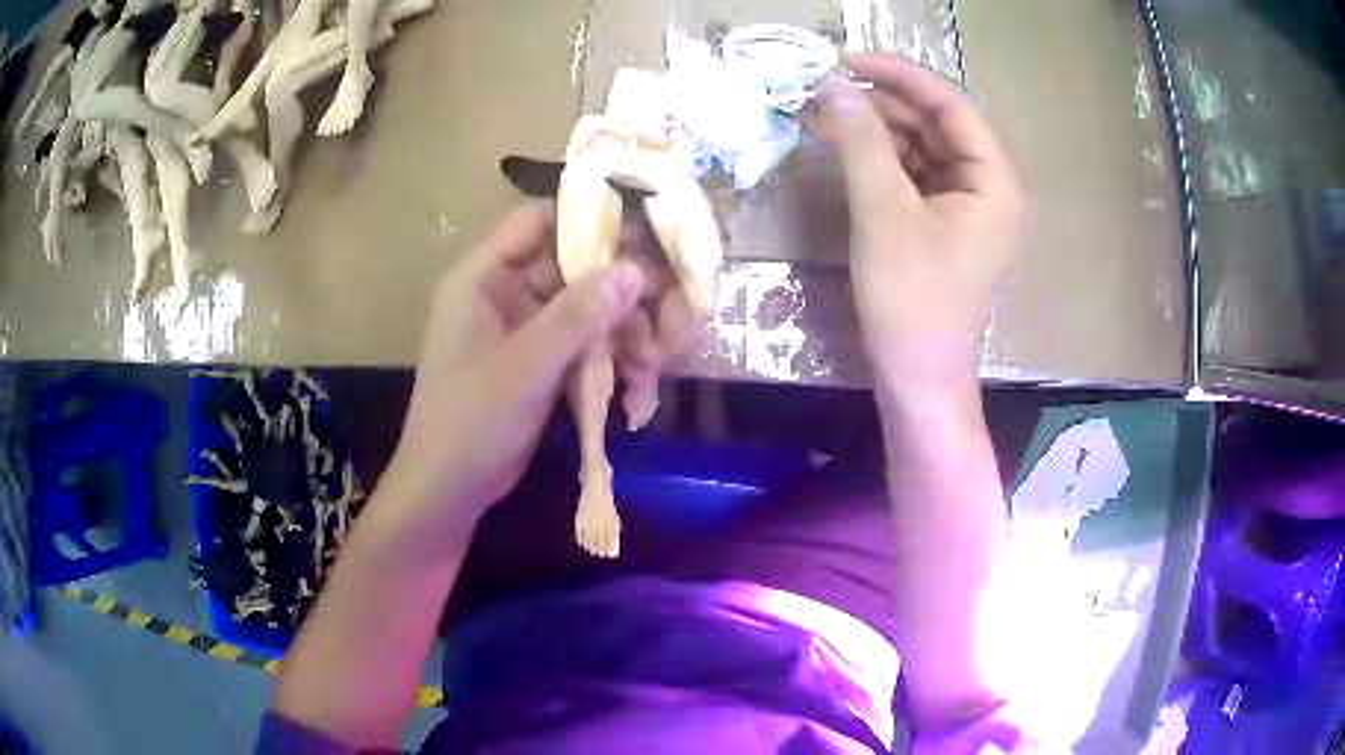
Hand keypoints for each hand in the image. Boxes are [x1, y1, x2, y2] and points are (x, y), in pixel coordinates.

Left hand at [386, 202, 643, 539]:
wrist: (449, 489)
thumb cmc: (472, 419)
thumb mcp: (526, 365)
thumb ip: (579, 315)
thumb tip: (634, 269)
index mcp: (483, 277)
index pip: (537, 221)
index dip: (586, 216)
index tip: (642, 227)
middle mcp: (502, 293)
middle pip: (568, 266)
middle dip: (617, 285)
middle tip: (667, 299)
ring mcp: (521, 330)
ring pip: (581, 309)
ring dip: (619, 329)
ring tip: (655, 357)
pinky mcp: (536, 363)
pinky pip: (579, 344)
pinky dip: (608, 358)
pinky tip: (637, 382)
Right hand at [808, 55, 1025, 393]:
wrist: (916, 379)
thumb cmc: (911, 301)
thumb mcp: (884, 213)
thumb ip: (861, 141)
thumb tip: (832, 85)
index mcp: (995, 182)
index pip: (950, 105)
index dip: (898, 75)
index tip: (845, 59)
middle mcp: (988, 188)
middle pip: (936, 124)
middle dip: (883, 103)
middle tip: (826, 88)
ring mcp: (967, 208)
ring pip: (922, 148)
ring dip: (878, 129)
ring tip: (828, 115)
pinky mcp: (944, 225)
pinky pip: (915, 176)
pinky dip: (881, 159)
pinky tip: (847, 149)